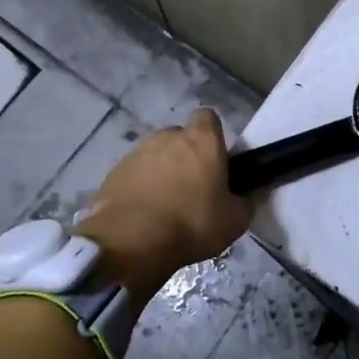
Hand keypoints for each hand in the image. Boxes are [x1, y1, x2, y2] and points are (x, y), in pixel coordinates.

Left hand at [76, 108, 251, 301]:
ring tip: (165, 206)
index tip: (215, 159)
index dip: (212, 135)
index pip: (208, 117)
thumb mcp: (234, 221)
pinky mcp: (114, 173)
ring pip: (155, 156)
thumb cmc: (192, 224)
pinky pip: (134, 174)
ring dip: (161, 172)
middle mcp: (168, 137)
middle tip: (192, 188)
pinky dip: (139, 188)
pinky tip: (142, 215)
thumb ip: (243, 203)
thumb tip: (245, 198)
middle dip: (185, 156)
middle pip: (180, 137)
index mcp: (202, 140)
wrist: (130, 242)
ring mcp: (137, 153)